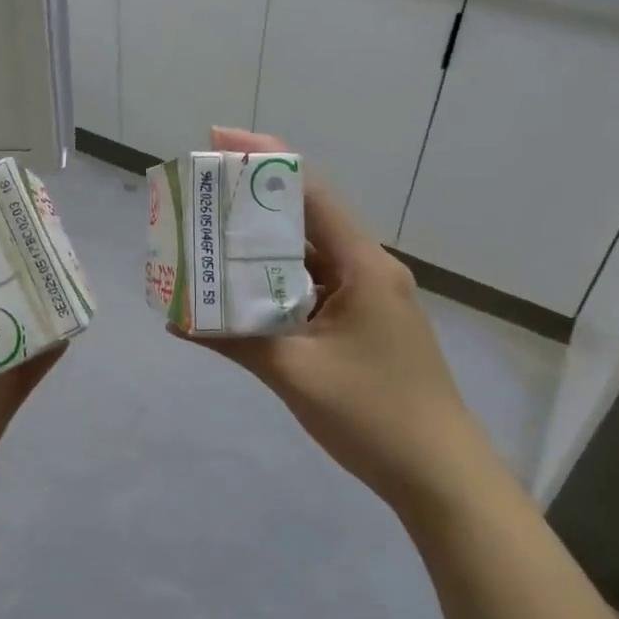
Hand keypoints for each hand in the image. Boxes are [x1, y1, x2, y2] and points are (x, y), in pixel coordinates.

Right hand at [181, 128, 481, 512]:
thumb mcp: (296, 374)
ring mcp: (369, 297)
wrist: (443, 479)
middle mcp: (369, 269)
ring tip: (211, 238)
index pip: (310, 191)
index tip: (216, 140)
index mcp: (363, 266)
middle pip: (306, 217)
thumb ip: (234, 340)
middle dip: (253, 200)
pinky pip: (314, 287)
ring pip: (308, 255)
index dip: (263, 158)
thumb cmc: (374, 416)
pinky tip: (243, 292)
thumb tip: (174, 316)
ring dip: (263, 246)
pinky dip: (278, 283)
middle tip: (202, 194)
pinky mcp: (365, 322)